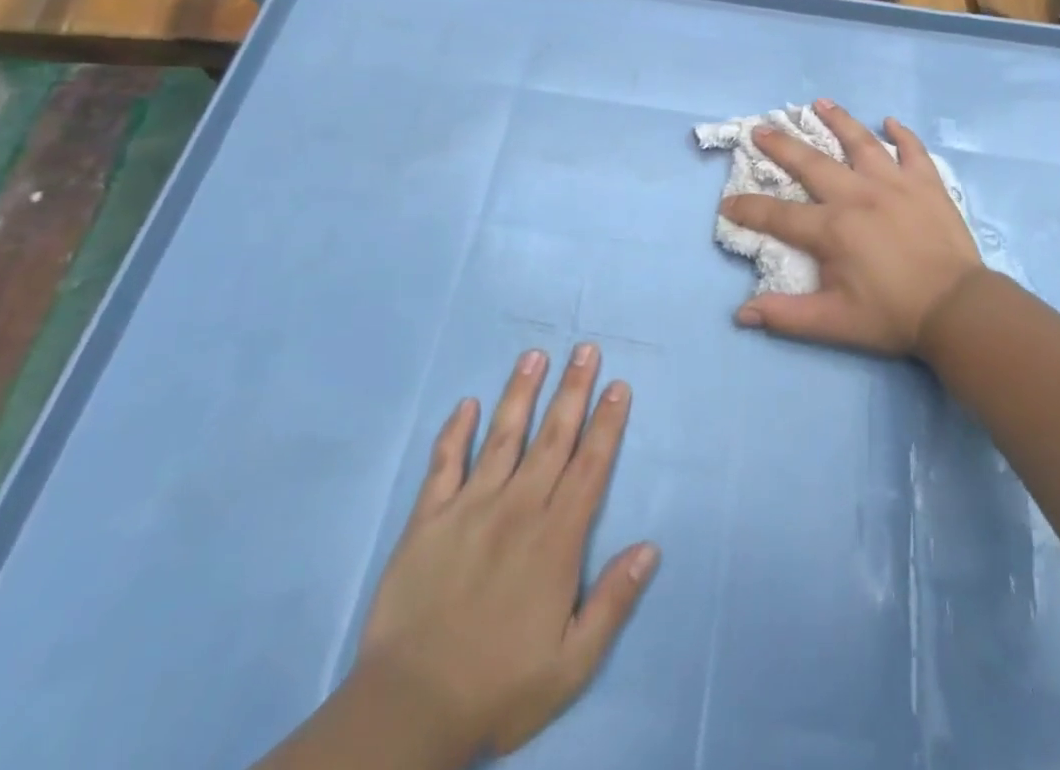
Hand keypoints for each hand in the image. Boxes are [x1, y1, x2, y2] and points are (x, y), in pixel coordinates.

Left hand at [352, 346, 657, 765]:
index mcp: (555, 538)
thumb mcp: (572, 662)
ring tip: (535, 356)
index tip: (618, 385)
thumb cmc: (500, 686)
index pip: (589, 466)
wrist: (409, 710)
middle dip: (573, 390)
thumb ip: (613, 601)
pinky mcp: (427, 519)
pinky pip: (443, 464)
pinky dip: (454, 432)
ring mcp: (469, 508)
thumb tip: (650, 547)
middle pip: (552, 437)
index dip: (607, 422)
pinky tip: (465, 404)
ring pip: (503, 437)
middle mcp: (517, 508)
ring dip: (521, 393)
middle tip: (586, 348)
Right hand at [720, 100, 982, 356]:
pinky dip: (901, 134)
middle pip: (811, 163)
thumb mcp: (834, 323)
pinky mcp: (926, 183)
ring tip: (819, 103)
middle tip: (760, 128)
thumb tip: (741, 313)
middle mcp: (857, 195)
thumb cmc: (893, 315)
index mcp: (832, 228)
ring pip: (860, 142)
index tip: (727, 203)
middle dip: (781, 145)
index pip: (777, 215)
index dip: (748, 209)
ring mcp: (894, 183)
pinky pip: (912, 150)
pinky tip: (889, 121)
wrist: (958, 308)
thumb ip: (786, 316)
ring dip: (838, 121)